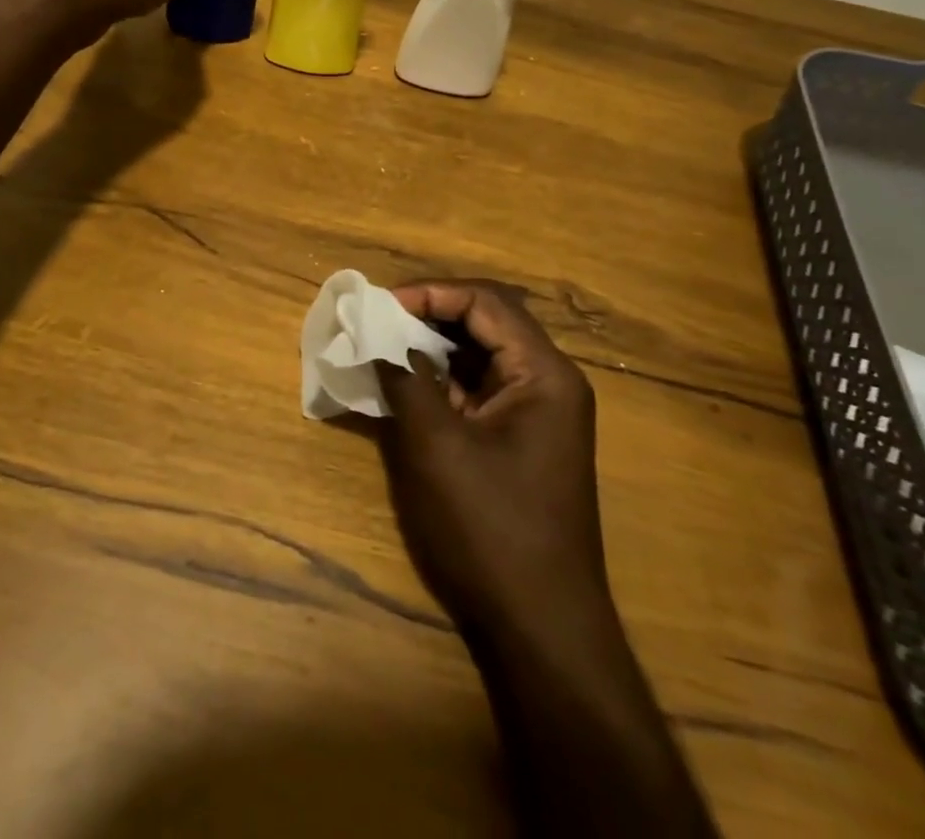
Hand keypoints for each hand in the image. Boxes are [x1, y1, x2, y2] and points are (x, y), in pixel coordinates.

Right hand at [376, 281, 609, 639]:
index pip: (486, 302)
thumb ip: (405, 380)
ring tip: (383, 346)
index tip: (380, 304)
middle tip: (378, 320)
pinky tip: (405, 386)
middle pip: (487, 322)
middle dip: (430, 315)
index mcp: (544, 373)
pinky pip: (479, 390)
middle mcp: (549, 383)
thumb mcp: (436, 447)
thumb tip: (375, 335)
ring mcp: (538, 414)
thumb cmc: (490, 530)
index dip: (430, 293)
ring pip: (481, 356)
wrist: (541, 631)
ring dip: (433, 347)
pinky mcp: (521, 440)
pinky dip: (442, 381)